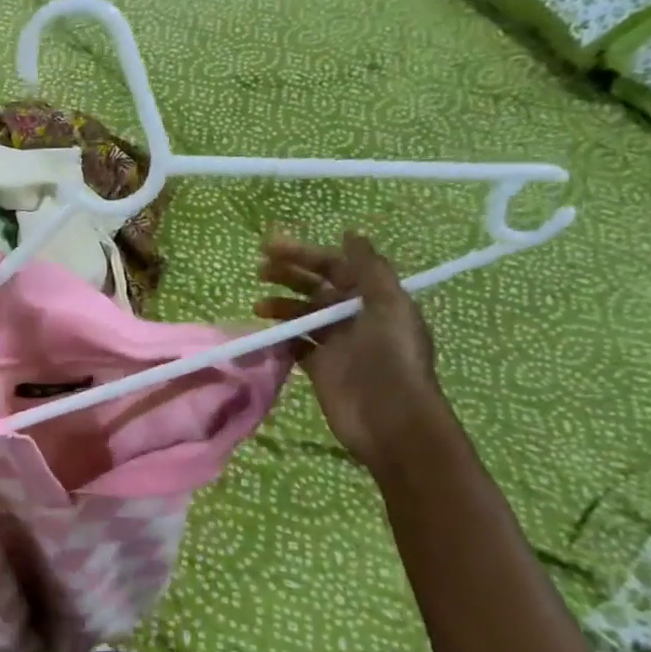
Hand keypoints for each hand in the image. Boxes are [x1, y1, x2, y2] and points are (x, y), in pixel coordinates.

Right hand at [256, 232, 449, 473]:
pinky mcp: (319, 367)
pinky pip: (295, 345)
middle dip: (288, 276)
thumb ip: (369, 269)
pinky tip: (264, 333)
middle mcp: (354, 317)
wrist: (390, 418)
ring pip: (302, 315)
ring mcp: (336, 343)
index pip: (335, 267)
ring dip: (281, 306)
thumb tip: (351, 233)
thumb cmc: (392, 357)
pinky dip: (280, 337)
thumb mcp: (389, 305)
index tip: (271, 247)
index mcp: (374, 298)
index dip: (305, 255)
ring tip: (258, 305)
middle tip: (258, 270)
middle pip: (316, 288)